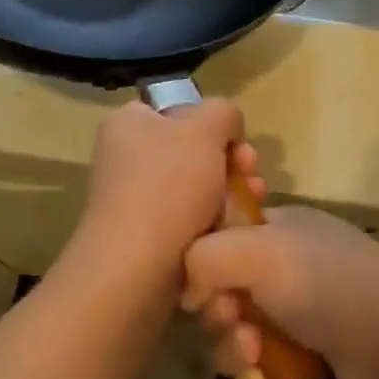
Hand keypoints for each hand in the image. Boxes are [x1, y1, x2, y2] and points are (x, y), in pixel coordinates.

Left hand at [76, 100, 265, 281]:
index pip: (180, 110)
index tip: (238, 144)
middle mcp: (126, 156)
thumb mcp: (204, 129)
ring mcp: (134, 197)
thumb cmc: (168, 186)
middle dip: (231, 162)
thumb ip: (223, 112)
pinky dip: (213, 221)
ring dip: (230, 192)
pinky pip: (189, 218)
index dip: (214, 124)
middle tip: (251, 174)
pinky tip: (234, 228)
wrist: (136, 268)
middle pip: (193, 150)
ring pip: (197, 186)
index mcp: (129, 124)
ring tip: (252, 203)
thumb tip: (227, 126)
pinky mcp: (146, 234)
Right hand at [182, 206, 378, 378]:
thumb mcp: (259, 251)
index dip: (204, 261)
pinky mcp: (307, 360)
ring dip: (234, 351)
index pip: (222, 236)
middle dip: (219, 314)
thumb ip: (206, 255)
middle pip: (224, 290)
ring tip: (253, 360)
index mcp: (280, 227)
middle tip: (233, 324)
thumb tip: (190, 289)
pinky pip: (259, 370)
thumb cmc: (326, 284)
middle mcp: (288, 267)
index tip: (201, 285)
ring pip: (237, 335)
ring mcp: (299, 315)